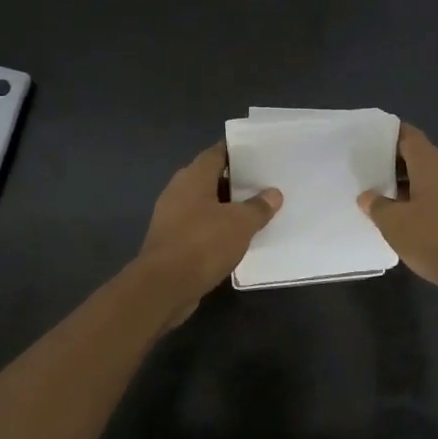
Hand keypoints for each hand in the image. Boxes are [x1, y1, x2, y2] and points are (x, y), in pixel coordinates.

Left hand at [138, 143, 281, 318]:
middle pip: (211, 178)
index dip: (238, 152)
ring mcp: (172, 216)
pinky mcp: (171, 241)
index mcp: (193, 177)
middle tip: (264, 185)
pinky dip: (216, 229)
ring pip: (205, 204)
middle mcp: (179, 190)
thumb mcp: (240, 224)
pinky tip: (236, 238)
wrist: (164, 286)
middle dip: (236, 182)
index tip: (261, 156)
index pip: (217, 152)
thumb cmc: (203, 244)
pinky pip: (199, 226)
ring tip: (256, 211)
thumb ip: (258, 207)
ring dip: (227, 208)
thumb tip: (273, 194)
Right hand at [358, 124, 437, 300]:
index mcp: (430, 164)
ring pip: (424, 178)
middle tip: (362, 168)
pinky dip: (414, 200)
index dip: (386, 134)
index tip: (364, 139)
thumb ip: (377, 205)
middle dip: (389, 161)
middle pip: (415, 155)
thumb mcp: (395, 223)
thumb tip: (368, 196)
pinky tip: (398, 215)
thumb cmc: (434, 239)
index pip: (407, 135)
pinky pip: (432, 196)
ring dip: (401, 183)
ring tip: (374, 192)